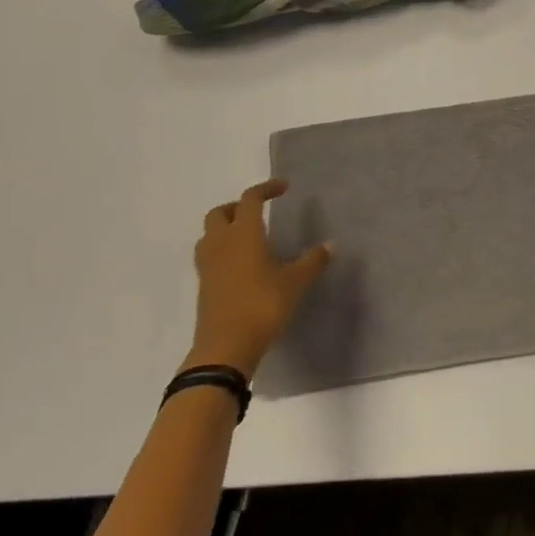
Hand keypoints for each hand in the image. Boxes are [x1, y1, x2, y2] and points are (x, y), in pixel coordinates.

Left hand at [186, 180, 331, 379]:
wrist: (225, 348)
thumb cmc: (262, 305)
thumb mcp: (295, 282)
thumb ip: (313, 261)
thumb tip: (330, 245)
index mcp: (243, 234)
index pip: (250, 199)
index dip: (266, 189)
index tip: (284, 188)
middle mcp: (221, 244)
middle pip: (219, 213)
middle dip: (238, 207)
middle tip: (259, 212)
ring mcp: (208, 266)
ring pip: (209, 234)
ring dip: (225, 228)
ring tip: (248, 237)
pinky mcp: (204, 286)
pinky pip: (209, 256)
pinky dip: (222, 250)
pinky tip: (242, 264)